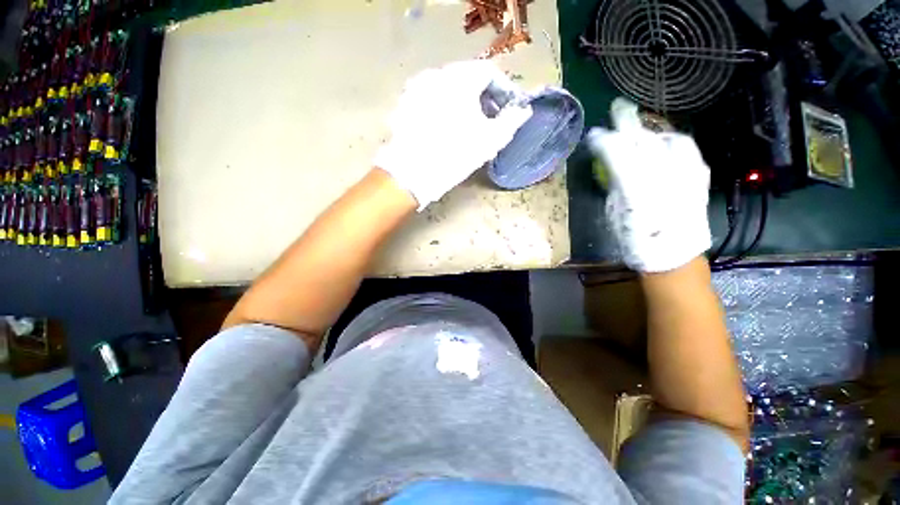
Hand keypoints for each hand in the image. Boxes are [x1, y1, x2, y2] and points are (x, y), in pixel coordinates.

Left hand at [374, 60, 531, 210]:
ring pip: (448, 88)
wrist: (413, 173)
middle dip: (484, 97)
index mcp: (461, 78)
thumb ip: (512, 121)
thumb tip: (522, 111)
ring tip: (469, 125)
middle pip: (468, 78)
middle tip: (491, 119)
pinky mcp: (405, 104)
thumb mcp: (491, 140)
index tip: (509, 110)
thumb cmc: (456, 154)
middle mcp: (438, 74)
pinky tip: (446, 128)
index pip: (490, 73)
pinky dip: (444, 108)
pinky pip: (431, 99)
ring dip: (463, 102)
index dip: (504, 91)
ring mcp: (417, 88)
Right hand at [586, 98, 710, 272]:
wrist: (674, 257)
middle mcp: (662, 176)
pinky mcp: (700, 176)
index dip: (604, 140)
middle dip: (627, 123)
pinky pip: (687, 148)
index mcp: (634, 189)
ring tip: (640, 132)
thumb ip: (616, 184)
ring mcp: (686, 173)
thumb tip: (613, 165)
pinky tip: (663, 144)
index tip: (594, 135)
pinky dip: (671, 141)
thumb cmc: (635, 241)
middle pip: (644, 139)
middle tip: (617, 112)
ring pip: (668, 138)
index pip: (617, 152)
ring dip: (651, 131)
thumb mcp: (614, 213)